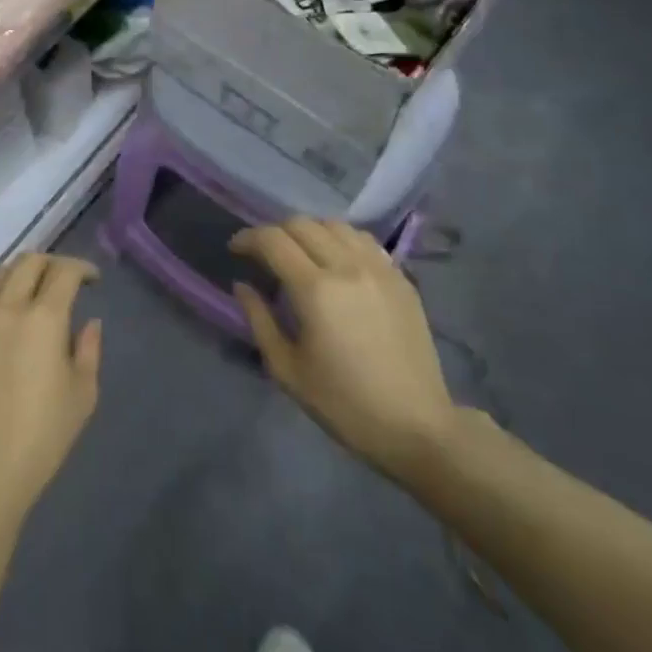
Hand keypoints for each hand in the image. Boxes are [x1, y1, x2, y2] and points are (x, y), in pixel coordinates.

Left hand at [0, 252, 101, 525]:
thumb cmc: (42, 436)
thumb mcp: (82, 394)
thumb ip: (88, 349)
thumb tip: (89, 322)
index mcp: (42, 318)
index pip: (63, 271)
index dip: (81, 268)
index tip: (91, 279)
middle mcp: (4, 307)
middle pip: (27, 261)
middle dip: (51, 264)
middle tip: (63, 281)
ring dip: (19, 274)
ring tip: (30, 292)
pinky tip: (0, 314)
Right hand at [232, 218, 455, 483]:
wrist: (416, 427)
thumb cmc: (343, 404)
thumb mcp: (287, 369)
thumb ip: (259, 320)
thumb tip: (242, 286)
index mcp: (315, 290)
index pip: (272, 240)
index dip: (247, 238)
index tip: (235, 250)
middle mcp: (347, 267)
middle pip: (301, 224)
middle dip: (274, 232)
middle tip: (264, 255)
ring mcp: (379, 269)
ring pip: (334, 225)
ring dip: (309, 231)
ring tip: (300, 253)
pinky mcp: (401, 279)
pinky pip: (364, 240)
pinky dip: (341, 239)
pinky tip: (336, 261)